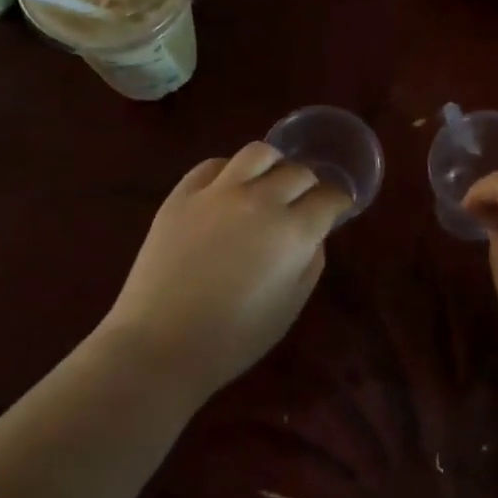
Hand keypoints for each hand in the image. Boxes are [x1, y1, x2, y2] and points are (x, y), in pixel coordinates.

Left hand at [100, 143, 352, 402]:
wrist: (160, 344)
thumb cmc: (233, 338)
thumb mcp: (290, 306)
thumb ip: (310, 262)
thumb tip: (312, 235)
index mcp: (292, 232)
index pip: (328, 197)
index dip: (338, 202)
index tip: (336, 209)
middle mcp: (259, 200)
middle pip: (297, 172)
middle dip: (308, 185)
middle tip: (303, 202)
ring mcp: (217, 192)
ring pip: (257, 153)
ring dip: (273, 165)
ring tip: (268, 183)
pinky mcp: (182, 194)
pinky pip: (213, 165)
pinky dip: (230, 171)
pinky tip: (228, 190)